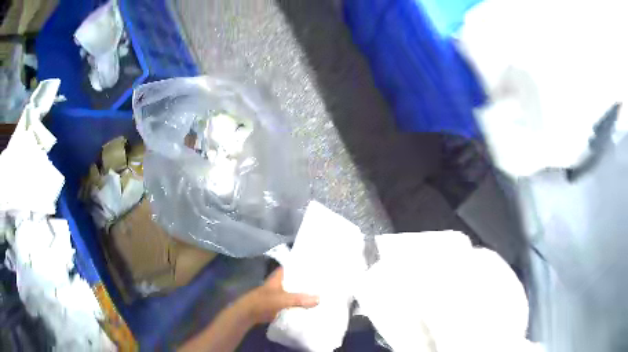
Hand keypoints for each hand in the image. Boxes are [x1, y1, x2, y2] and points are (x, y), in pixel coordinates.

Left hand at [240, 267, 318, 323]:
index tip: (319, 267)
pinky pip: (294, 302)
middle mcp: (281, 283)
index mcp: (279, 276)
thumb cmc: (263, 301)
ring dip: (306, 293)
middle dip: (308, 281)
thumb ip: (299, 299)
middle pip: (297, 280)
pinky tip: (313, 305)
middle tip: (326, 282)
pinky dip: (301, 303)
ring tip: (324, 293)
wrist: (249, 313)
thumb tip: (319, 299)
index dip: (305, 266)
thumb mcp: (282, 299)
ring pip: (296, 291)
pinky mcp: (281, 304)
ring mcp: (281, 293)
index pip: (294, 267)